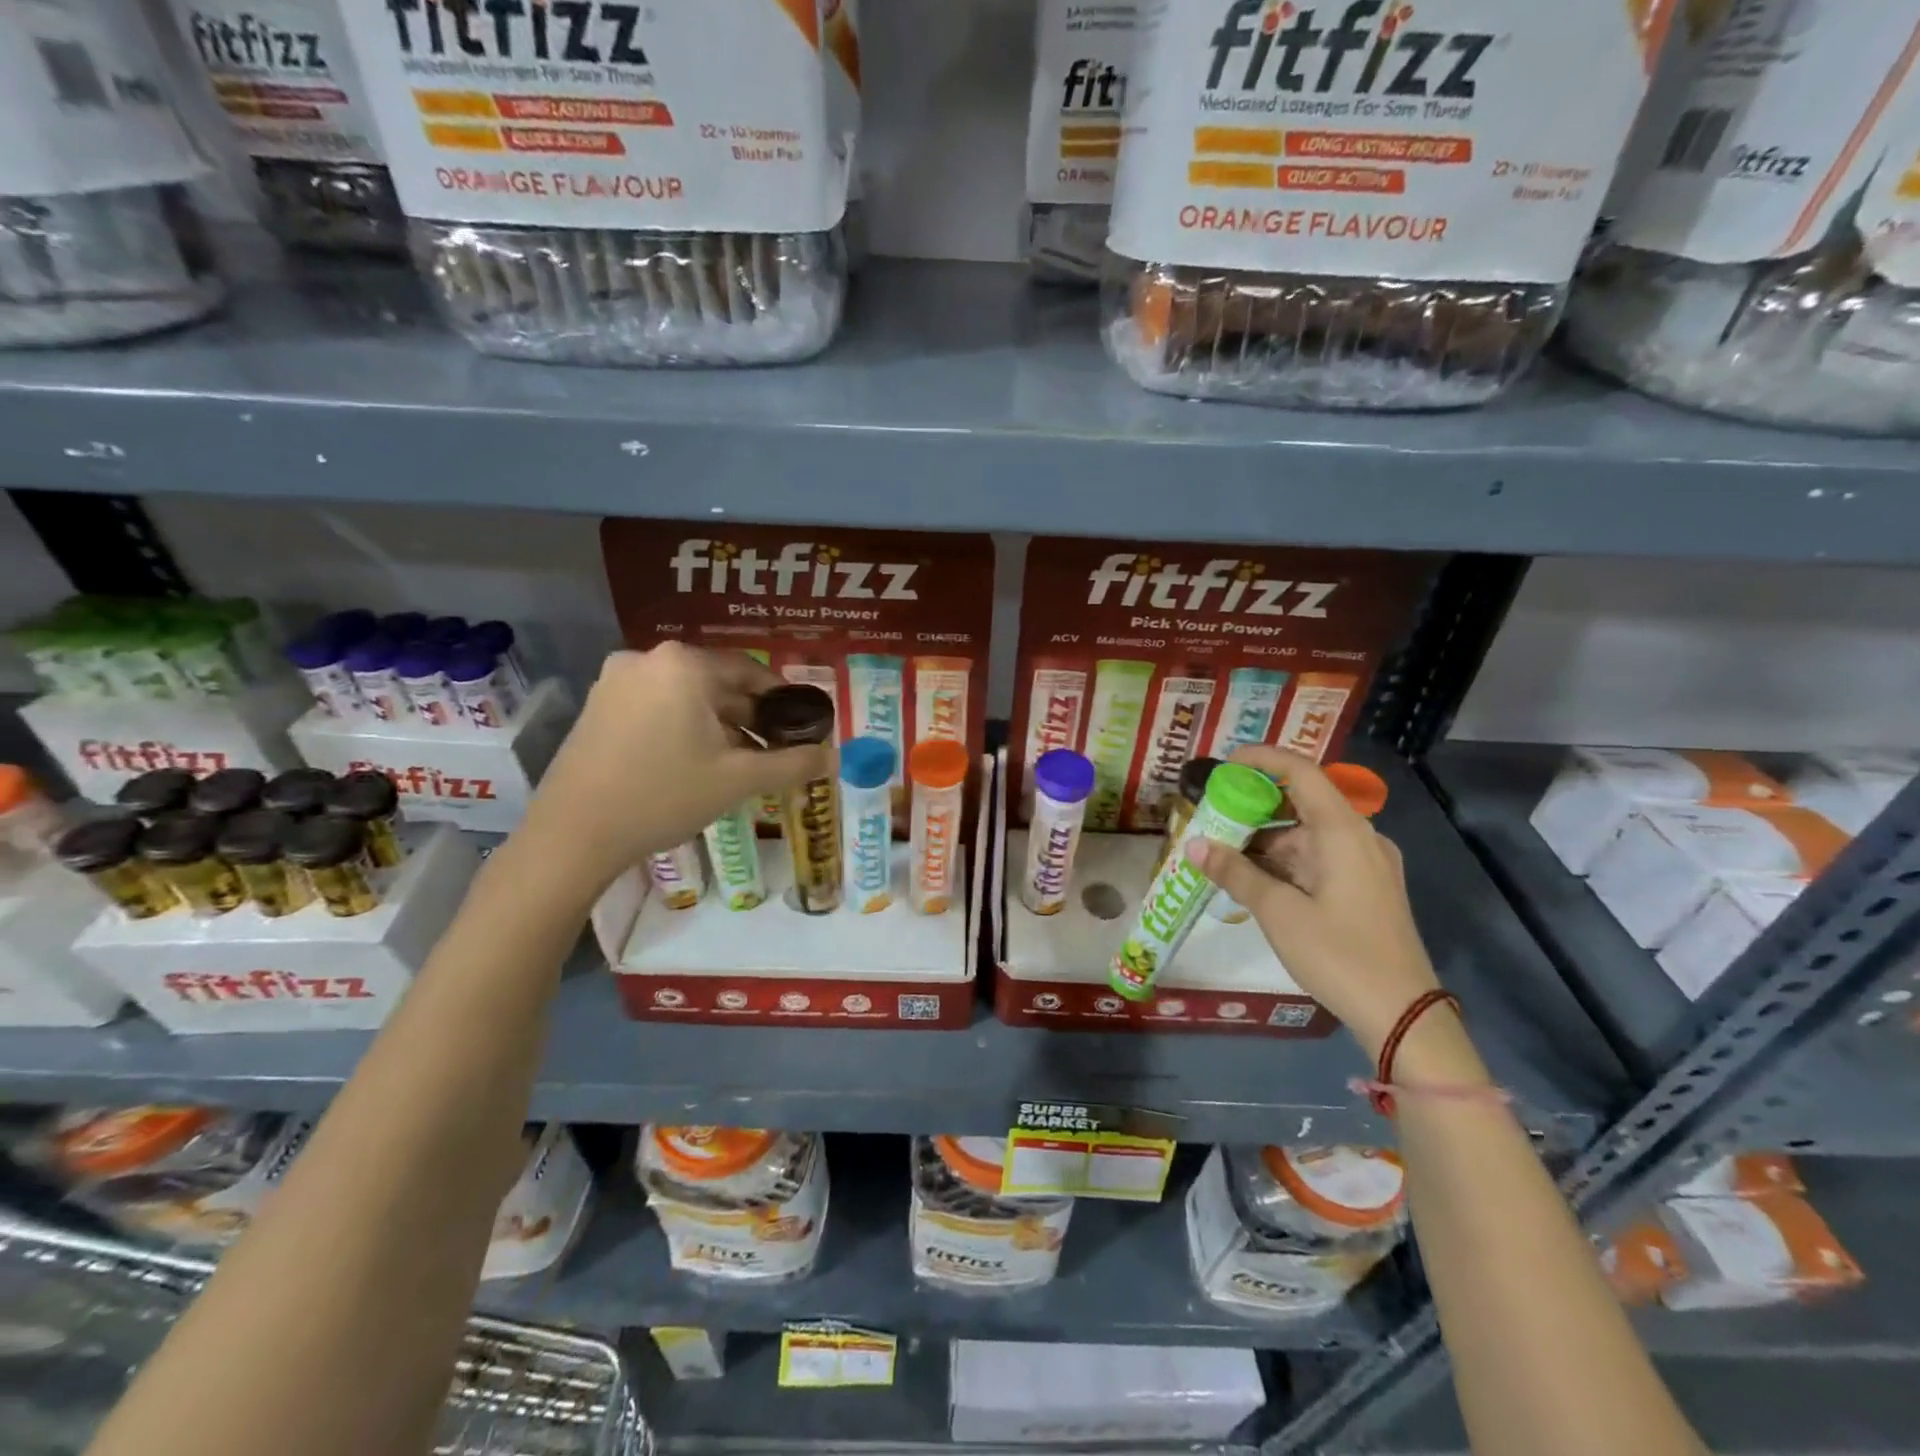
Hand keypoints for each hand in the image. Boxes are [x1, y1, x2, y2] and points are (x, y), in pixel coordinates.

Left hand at [517, 645, 828, 891]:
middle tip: (772, 755)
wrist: (573, 835)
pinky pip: (658, 706)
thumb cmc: (663, 796)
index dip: (783, 704)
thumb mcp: (739, 780)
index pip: (753, 673)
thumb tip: (834, 757)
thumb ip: (793, 764)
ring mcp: (617, 680)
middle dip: (750, 719)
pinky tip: (694, 764)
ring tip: (737, 766)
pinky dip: (684, 728)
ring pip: (688, 697)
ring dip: (719, 726)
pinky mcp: (598, 706)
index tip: (801, 732)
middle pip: (719, 684)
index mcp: (685, 664)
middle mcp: (649, 658)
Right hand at [1185, 748, 1442, 1059]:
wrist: (1403, 1015)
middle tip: (1214, 815)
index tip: (1225, 764)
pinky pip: (1320, 858)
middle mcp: (1360, 838)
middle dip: (1256, 806)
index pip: (1301, 772)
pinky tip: (1256, 879)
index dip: (1262, 759)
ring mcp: (1367, 864)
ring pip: (1309, 834)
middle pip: (1303, 802)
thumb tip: (1194, 844)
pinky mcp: (1367, 888)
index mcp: (1343, 832)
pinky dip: (1287, 860)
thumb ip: (1235, 873)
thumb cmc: (1339, 954)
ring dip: (1268, 839)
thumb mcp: (1279, 912)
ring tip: (1224, 852)